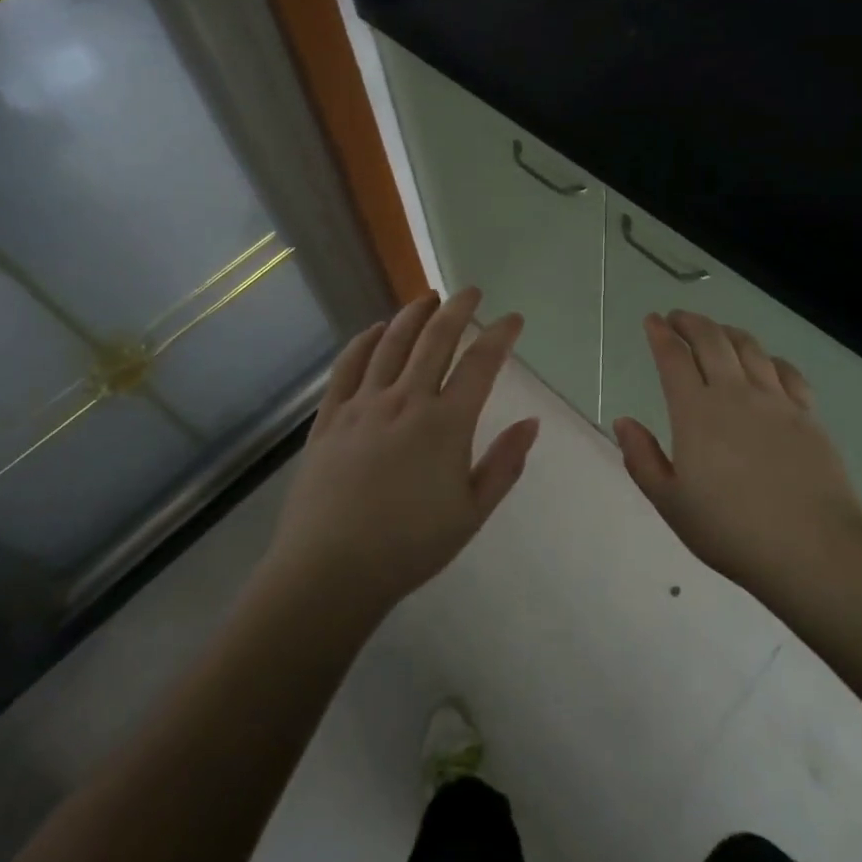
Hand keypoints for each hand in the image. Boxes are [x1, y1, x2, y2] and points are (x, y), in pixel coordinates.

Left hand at [266, 289, 538, 617]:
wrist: (331, 569)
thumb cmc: (410, 546)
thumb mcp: (471, 513)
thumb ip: (504, 464)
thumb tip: (531, 423)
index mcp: (446, 423)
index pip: (480, 364)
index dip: (500, 335)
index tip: (512, 319)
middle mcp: (406, 400)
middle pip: (435, 339)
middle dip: (457, 309)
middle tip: (471, 291)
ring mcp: (363, 404)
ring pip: (391, 343)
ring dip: (413, 315)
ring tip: (427, 297)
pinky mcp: (330, 416)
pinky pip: (348, 366)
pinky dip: (364, 341)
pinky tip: (374, 330)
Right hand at [613, 311, 861, 596]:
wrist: (812, 550)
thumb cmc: (731, 531)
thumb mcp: (671, 503)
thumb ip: (642, 458)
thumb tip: (624, 421)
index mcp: (696, 412)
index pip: (673, 358)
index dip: (660, 334)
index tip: (652, 320)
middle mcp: (735, 394)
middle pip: (711, 340)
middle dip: (691, 322)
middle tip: (677, 318)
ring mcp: (776, 401)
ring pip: (749, 348)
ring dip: (727, 331)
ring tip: (716, 330)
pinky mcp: (808, 415)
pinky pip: (787, 371)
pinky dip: (769, 357)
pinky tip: (766, 362)